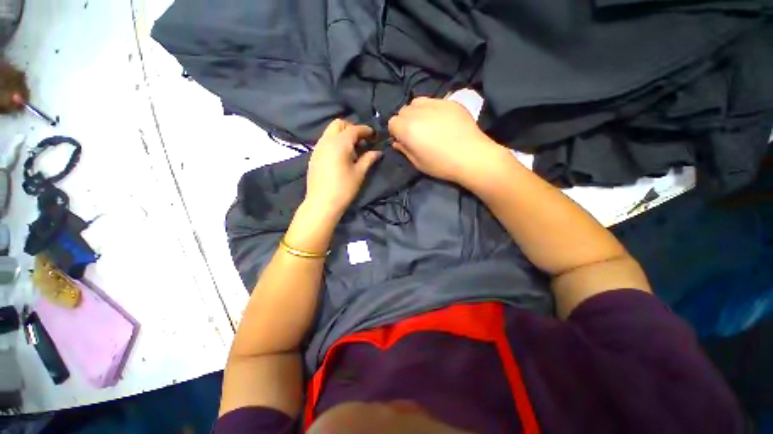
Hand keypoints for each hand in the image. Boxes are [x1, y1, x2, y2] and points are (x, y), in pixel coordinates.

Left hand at [304, 119, 381, 218]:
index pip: (353, 129)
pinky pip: (325, 141)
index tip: (373, 134)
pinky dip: (335, 142)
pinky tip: (341, 156)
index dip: (365, 130)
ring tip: (352, 149)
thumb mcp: (359, 173)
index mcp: (339, 143)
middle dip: (351, 128)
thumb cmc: (344, 188)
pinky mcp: (314, 156)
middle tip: (361, 140)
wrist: (322, 203)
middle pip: (338, 124)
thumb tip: (378, 152)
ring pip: (330, 132)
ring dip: (342, 135)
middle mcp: (326, 141)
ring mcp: (318, 148)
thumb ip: (368, 159)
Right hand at [388, 97, 504, 185]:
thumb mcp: (418, 163)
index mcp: (407, 129)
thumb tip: (397, 142)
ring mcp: (435, 104)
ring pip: (417, 102)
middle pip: (403, 110)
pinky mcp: (450, 102)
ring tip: (427, 124)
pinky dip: (432, 109)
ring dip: (417, 112)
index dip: (396, 132)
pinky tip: (442, 121)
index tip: (404, 140)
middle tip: (416, 133)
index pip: (392, 122)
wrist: (472, 157)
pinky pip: (434, 101)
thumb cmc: (441, 165)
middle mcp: (418, 112)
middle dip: (405, 121)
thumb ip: (404, 150)